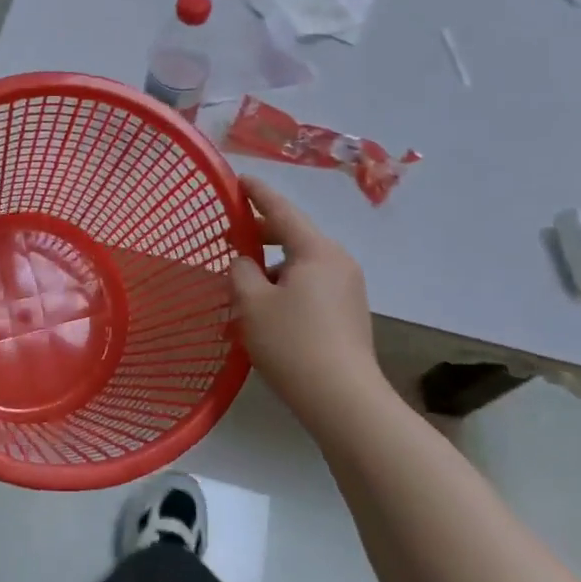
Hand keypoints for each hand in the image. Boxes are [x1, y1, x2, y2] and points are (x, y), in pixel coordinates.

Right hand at [229, 175, 380, 429]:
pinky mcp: (350, 314)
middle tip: (230, 239)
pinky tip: (268, 313)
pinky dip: (288, 288)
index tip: (239, 179)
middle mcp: (338, 262)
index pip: (281, 210)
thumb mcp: (252, 303)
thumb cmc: (293, 344)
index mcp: (317, 250)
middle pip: (294, 237)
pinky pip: (312, 287)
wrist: (345, 402)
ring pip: (302, 265)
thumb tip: (246, 262)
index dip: (257, 193)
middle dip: (261, 236)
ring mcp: (349, 289)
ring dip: (273, 269)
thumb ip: (241, 271)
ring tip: (244, 288)